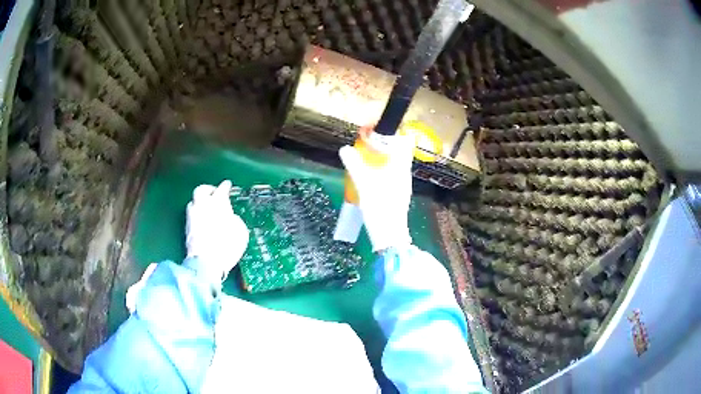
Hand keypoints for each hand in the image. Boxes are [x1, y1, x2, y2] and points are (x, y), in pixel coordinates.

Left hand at [186, 180, 248, 282]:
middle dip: (208, 189)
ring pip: (193, 202)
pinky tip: (202, 221)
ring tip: (206, 208)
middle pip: (201, 190)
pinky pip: (191, 215)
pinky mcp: (186, 229)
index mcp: (218, 203)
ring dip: (200, 202)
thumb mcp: (240, 232)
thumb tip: (230, 218)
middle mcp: (203, 205)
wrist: (206, 262)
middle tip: (214, 193)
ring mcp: (192, 216)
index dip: (225, 186)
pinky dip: (197, 215)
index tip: (227, 185)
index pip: (222, 189)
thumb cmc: (227, 246)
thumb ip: (234, 220)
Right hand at [339, 132, 413, 250]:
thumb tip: (345, 149)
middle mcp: (405, 173)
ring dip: (382, 157)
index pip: (405, 141)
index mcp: (401, 167)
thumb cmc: (380, 208)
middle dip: (384, 144)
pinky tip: (369, 176)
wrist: (389, 235)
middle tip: (366, 144)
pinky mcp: (397, 193)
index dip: (393, 132)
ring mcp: (402, 184)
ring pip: (395, 163)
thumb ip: (355, 165)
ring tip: (364, 158)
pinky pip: (391, 174)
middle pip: (399, 151)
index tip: (376, 131)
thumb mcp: (364, 185)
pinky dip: (381, 169)